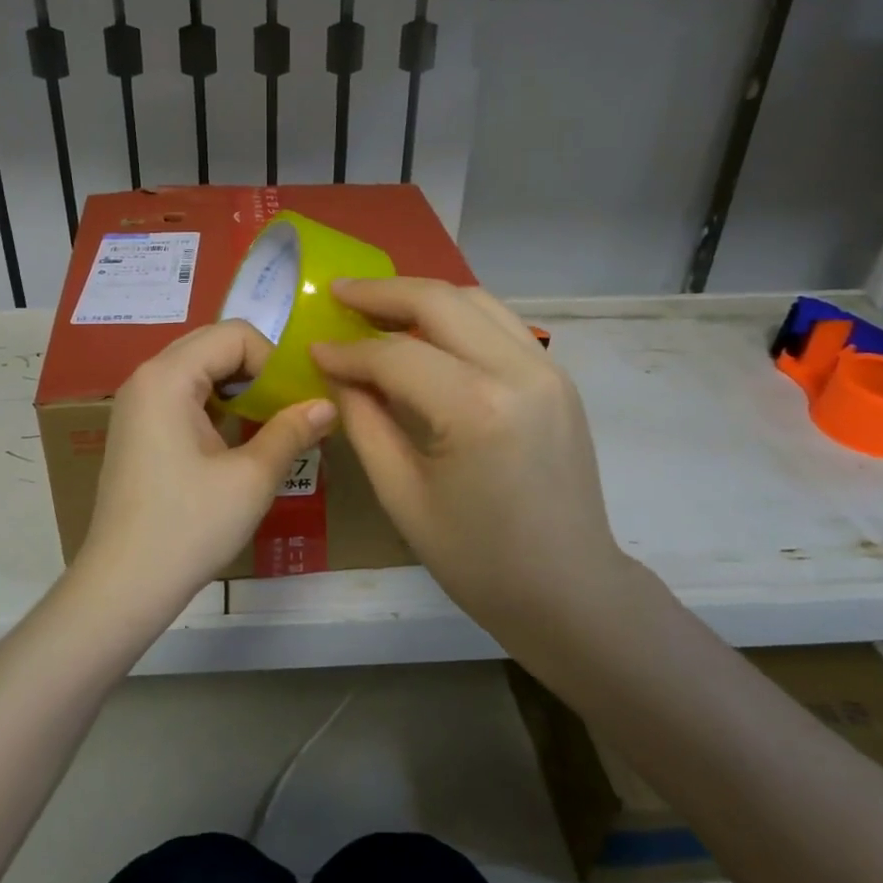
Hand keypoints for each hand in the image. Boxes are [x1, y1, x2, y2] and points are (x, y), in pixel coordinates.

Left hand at [74, 320, 335, 613]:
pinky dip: (216, 408)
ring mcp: (137, 404)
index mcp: (167, 376)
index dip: (274, 362)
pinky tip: (237, 443)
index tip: (295, 404)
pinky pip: (184, 397)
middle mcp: (146, 377)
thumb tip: (328, 405)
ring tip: (268, 427)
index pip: (235, 335)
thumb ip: (292, 431)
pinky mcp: (137, 429)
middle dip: (258, 373)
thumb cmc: (189, 527)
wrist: (124, 585)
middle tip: (288, 411)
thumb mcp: (251, 478)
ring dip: (239, 391)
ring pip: (200, 372)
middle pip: (214, 347)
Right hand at [311, 279, 641, 644]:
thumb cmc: (477, 559)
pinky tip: (426, 333)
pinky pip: (499, 324)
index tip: (313, 348)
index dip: (347, 350)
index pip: (396, 355)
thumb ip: (364, 422)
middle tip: (340, 293)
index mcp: (476, 410)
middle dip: (382, 293)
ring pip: (476, 301)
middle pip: (441, 302)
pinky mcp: (558, 377)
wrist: (569, 589)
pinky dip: (457, 317)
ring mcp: (548, 369)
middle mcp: (519, 372)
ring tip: (377, 307)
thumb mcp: (402, 495)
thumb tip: (337, 373)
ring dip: (422, 297)